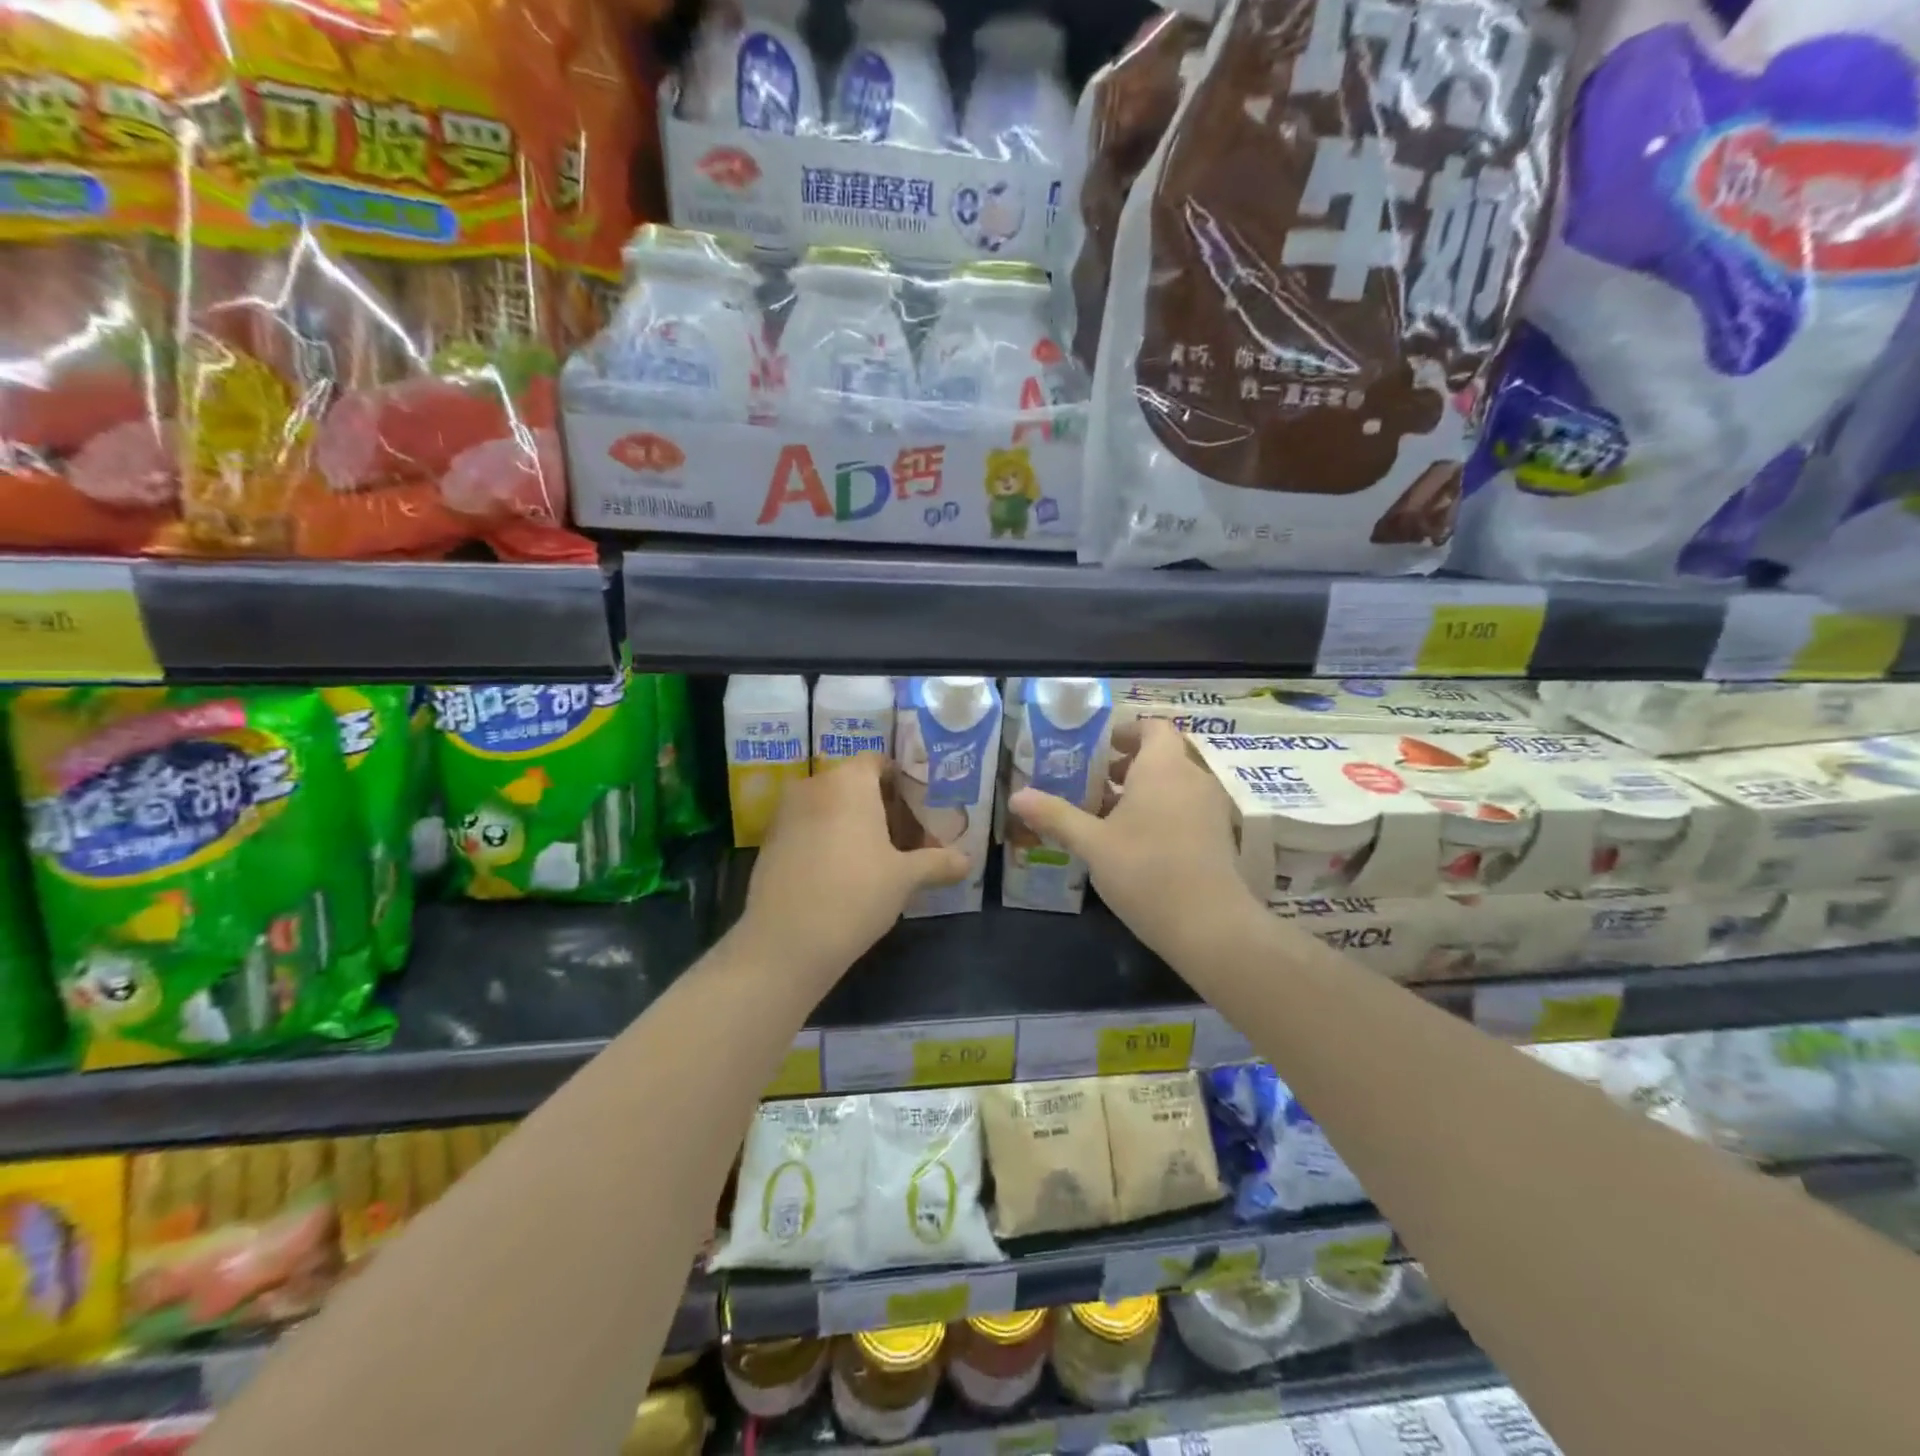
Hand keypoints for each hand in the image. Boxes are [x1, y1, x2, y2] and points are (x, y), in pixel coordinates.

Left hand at [739, 753, 968, 979]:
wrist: (785, 942)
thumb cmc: (855, 894)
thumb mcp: (905, 879)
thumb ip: (938, 863)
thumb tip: (967, 861)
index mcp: (849, 782)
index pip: (878, 762)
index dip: (902, 781)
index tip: (921, 809)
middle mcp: (814, 786)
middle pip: (854, 784)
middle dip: (881, 807)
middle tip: (908, 839)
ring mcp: (786, 814)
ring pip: (829, 807)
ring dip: (853, 825)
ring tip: (879, 859)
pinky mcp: (770, 842)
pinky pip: (808, 828)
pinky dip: (828, 840)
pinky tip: (844, 875)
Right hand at [1009, 719, 1259, 963]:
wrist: (1210, 925)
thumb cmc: (1146, 871)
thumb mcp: (1092, 844)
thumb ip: (1055, 815)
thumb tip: (1017, 796)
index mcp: (1163, 767)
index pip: (1153, 727)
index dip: (1127, 731)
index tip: (1099, 748)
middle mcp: (1193, 777)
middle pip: (1163, 755)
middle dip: (1128, 764)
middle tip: (1094, 782)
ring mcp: (1211, 807)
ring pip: (1175, 783)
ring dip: (1144, 789)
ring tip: (1109, 814)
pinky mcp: (1219, 835)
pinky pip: (1187, 806)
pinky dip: (1163, 810)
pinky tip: (1136, 842)